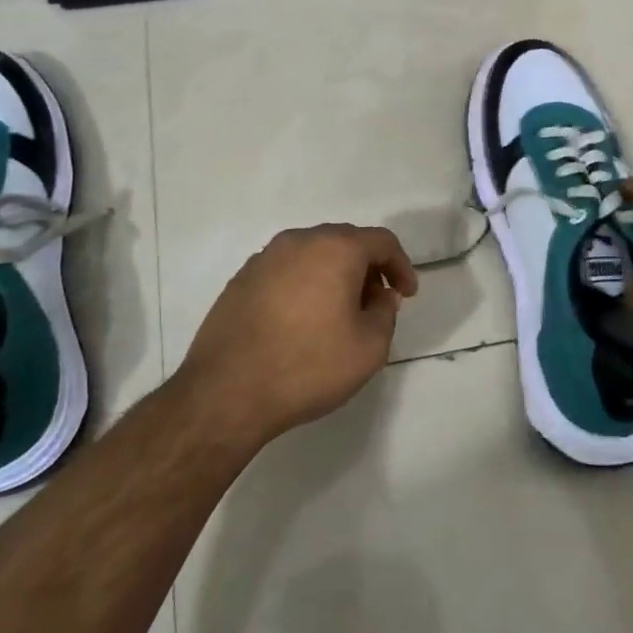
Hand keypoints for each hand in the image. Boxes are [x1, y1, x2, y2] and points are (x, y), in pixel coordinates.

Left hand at [179, 224, 418, 449]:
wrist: (227, 391)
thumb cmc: (308, 366)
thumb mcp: (369, 348)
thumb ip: (385, 313)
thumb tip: (380, 295)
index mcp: (335, 248)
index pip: (381, 241)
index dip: (401, 266)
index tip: (406, 296)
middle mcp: (298, 241)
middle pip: (345, 241)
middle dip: (367, 268)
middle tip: (375, 303)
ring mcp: (264, 258)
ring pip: (312, 254)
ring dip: (334, 275)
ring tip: (339, 313)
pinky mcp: (241, 279)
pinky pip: (285, 271)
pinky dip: (304, 284)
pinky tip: (302, 321)